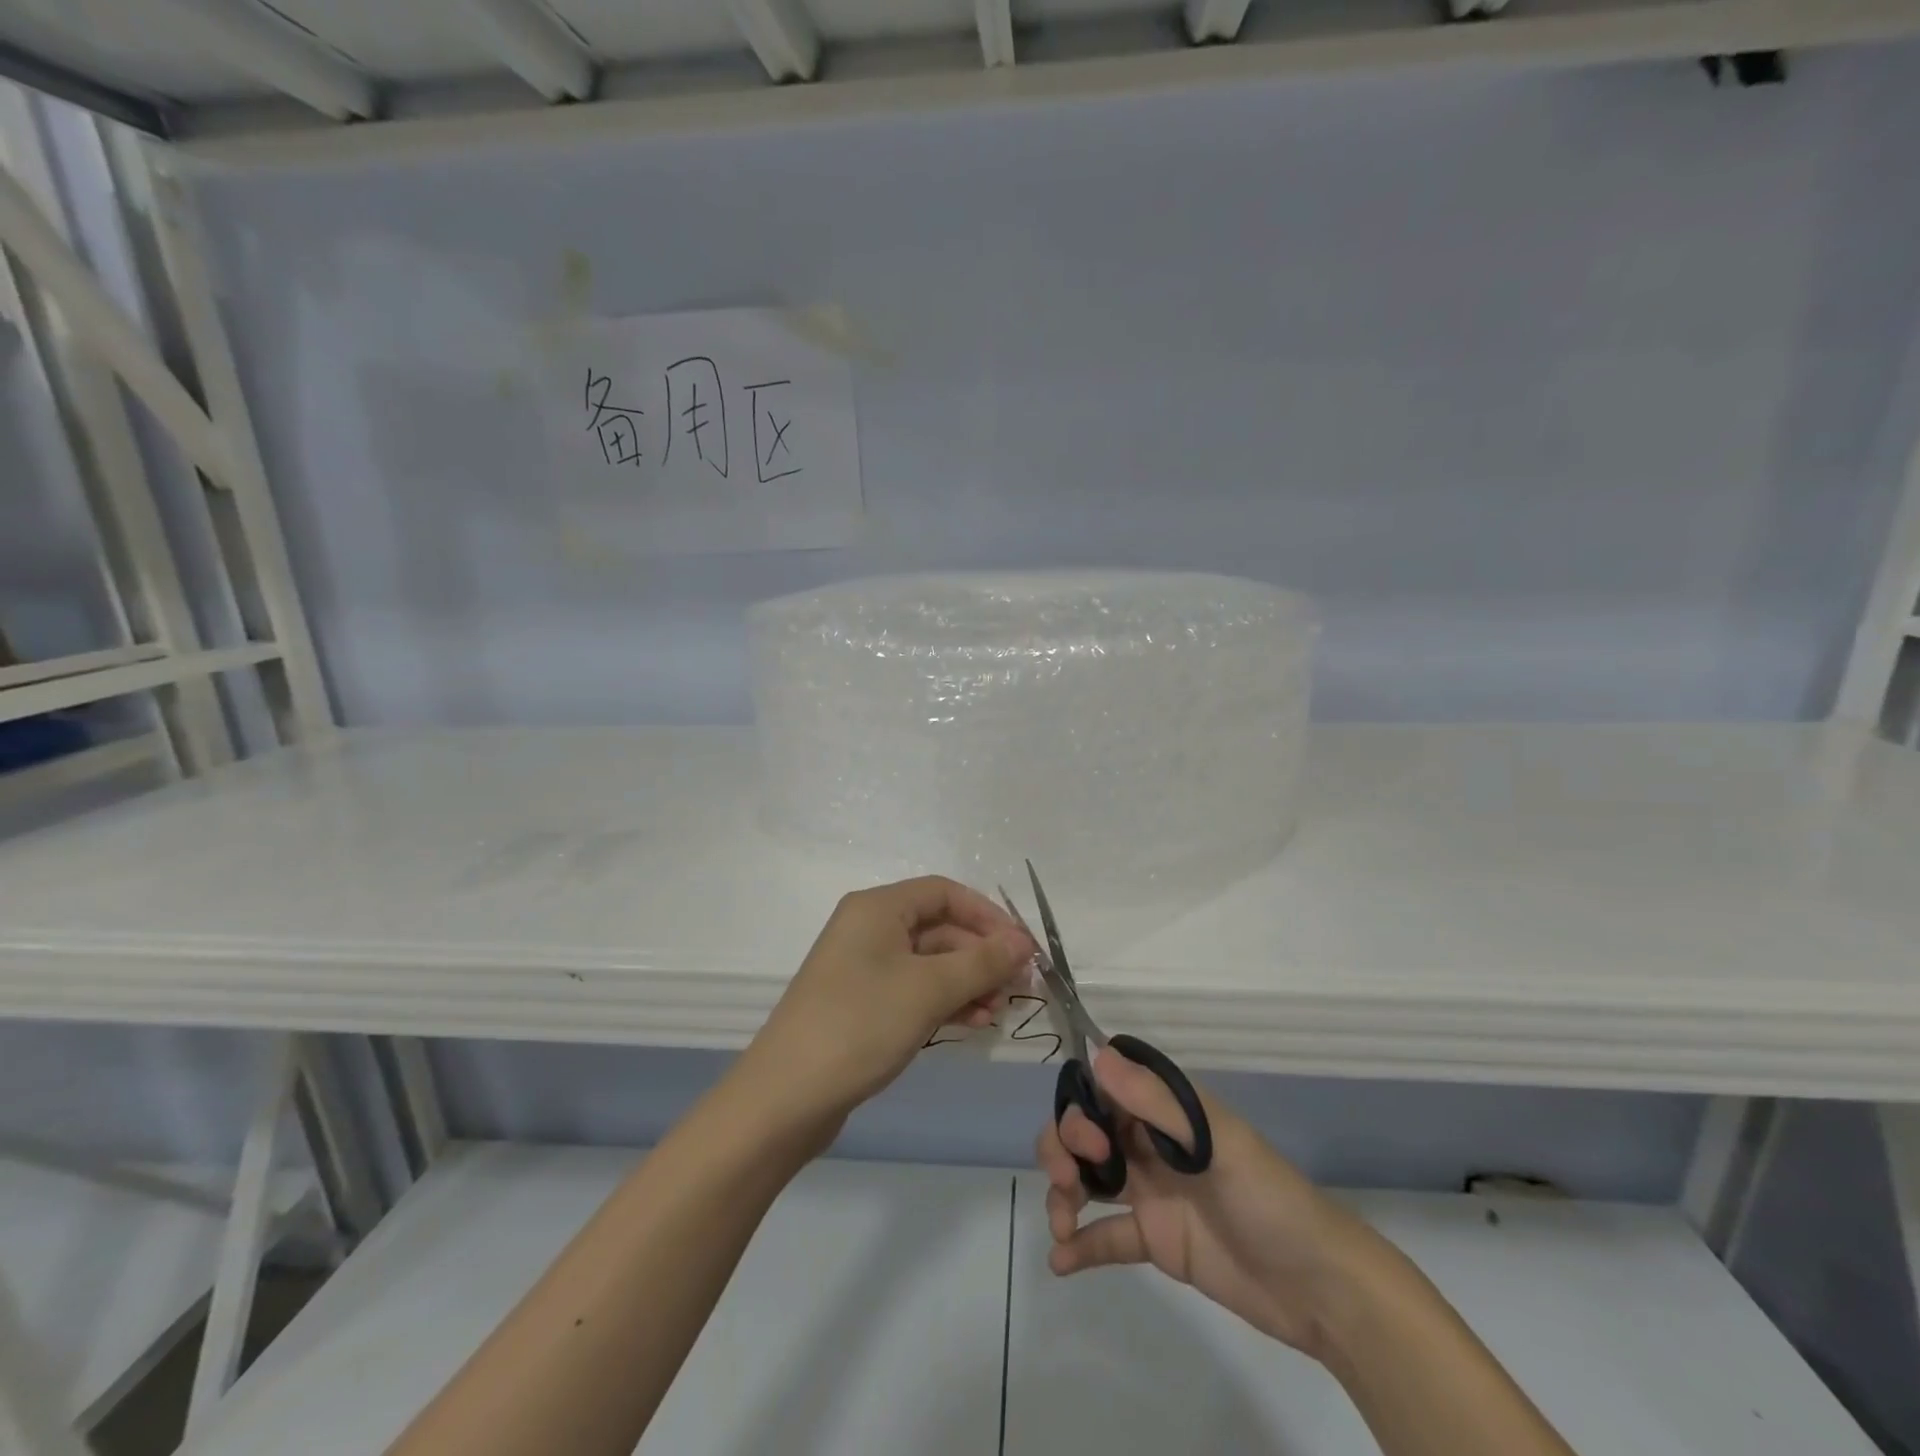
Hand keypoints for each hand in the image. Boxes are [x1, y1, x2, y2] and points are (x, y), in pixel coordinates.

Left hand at [745, 876, 1035, 1134]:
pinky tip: (973, 1024)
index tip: (1022, 947)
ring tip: (998, 1012)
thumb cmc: (861, 1024)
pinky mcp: (863, 1005)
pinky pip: (915, 991)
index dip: (987, 915)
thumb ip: (982, 962)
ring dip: (968, 982)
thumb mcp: (929, 989)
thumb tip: (1025, 942)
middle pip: (939, 928)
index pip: (944, 893)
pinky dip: (945, 1002)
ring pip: (930, 963)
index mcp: (878, 908)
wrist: (786, 1097)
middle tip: (1018, 986)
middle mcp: (869, 929)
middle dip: (981, 955)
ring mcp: (864, 969)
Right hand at [1038, 1047, 1381, 1359]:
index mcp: (1168, 1109)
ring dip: (1064, 1192)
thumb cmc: (1269, 1197)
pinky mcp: (1155, 1239)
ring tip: (1062, 1223)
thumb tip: (1098, 1053)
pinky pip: (1106, 1234)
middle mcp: (1151, 1142)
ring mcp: (1151, 1191)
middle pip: (1087, 1131)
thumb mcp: (1215, 1142)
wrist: (1319, 1288)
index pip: (1105, 1089)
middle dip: (1064, 1148)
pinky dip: (1080, 1244)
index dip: (1081, 1107)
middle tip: (1068, 1182)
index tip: (1087, 1139)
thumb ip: (1155, 1101)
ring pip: (1088, 1177)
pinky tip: (1061, 1261)